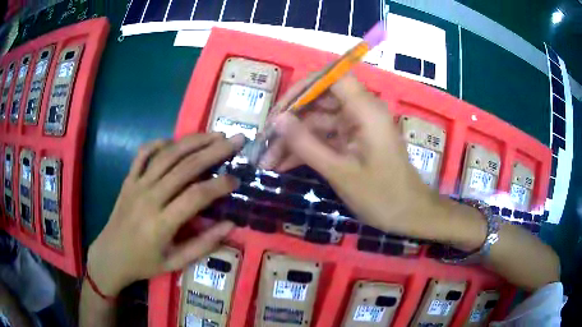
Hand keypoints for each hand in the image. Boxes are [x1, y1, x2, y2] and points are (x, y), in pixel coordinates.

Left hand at [87, 133, 244, 295]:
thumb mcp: (175, 263)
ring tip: (214, 134)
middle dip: (214, 151)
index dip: (220, 185)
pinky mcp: (128, 180)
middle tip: (236, 140)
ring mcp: (136, 185)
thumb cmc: (143, 263)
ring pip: (167, 155)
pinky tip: (174, 141)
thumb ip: (203, 245)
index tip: (236, 179)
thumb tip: (230, 225)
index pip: (196, 196)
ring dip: (193, 141)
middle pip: (185, 167)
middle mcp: (149, 198)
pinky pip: (142, 154)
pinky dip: (158, 143)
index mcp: (162, 223)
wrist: (110, 256)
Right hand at [264, 76, 439, 234]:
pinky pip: (324, 139)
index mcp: (365, 110)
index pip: (332, 77)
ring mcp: (356, 128)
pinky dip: (306, 151)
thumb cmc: (382, 196)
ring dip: (293, 141)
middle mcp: (361, 112)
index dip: (304, 87)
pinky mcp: (352, 142)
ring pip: (317, 123)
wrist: (409, 215)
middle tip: (264, 143)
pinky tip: (282, 166)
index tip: (280, 109)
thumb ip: (306, 144)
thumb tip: (277, 120)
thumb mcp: (340, 172)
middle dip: (290, 122)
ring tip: (267, 162)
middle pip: (319, 102)